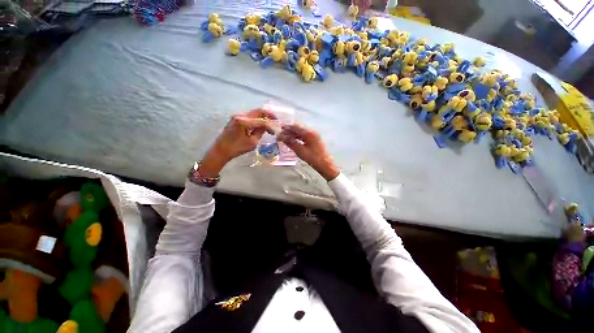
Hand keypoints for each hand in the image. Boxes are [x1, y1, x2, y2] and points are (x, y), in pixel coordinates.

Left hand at [199, 109, 274, 177]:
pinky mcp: (236, 118)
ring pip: (254, 113)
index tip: (274, 133)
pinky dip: (257, 119)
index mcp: (243, 122)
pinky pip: (250, 116)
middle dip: (268, 115)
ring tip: (269, 123)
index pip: (261, 121)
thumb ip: (260, 132)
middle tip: (276, 120)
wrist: (221, 150)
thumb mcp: (252, 142)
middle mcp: (240, 115)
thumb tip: (266, 126)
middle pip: (258, 111)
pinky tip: (261, 124)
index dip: (270, 126)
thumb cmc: (236, 148)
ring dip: (262, 117)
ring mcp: (237, 116)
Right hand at [278, 123, 339, 180]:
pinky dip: (298, 137)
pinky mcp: (315, 140)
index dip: (287, 128)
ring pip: (301, 132)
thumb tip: (281, 137)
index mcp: (309, 133)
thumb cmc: (313, 158)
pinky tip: (293, 141)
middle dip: (289, 131)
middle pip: (298, 128)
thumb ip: (291, 142)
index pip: (296, 127)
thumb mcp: (300, 151)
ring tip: (285, 138)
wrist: (325, 164)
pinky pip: (304, 136)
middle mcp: (312, 131)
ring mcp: (314, 135)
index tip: (279, 129)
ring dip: (293, 134)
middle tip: (281, 135)